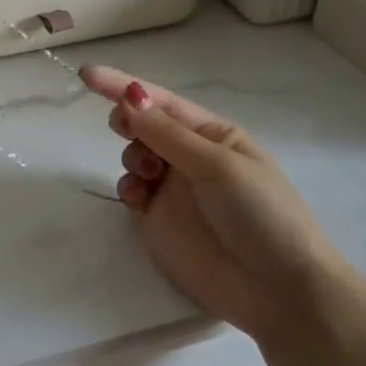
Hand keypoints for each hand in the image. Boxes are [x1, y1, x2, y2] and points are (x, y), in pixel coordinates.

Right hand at [81, 65, 341, 345]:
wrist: (278, 291)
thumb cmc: (260, 213)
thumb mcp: (217, 165)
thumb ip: (167, 133)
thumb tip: (129, 95)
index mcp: (213, 134)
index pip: (162, 101)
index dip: (123, 85)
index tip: (87, 74)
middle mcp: (191, 156)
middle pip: (145, 124)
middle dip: (128, 120)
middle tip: (122, 127)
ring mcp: (174, 189)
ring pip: (135, 155)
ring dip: (132, 155)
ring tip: (147, 174)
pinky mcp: (160, 221)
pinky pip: (132, 191)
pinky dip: (128, 187)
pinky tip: (139, 198)